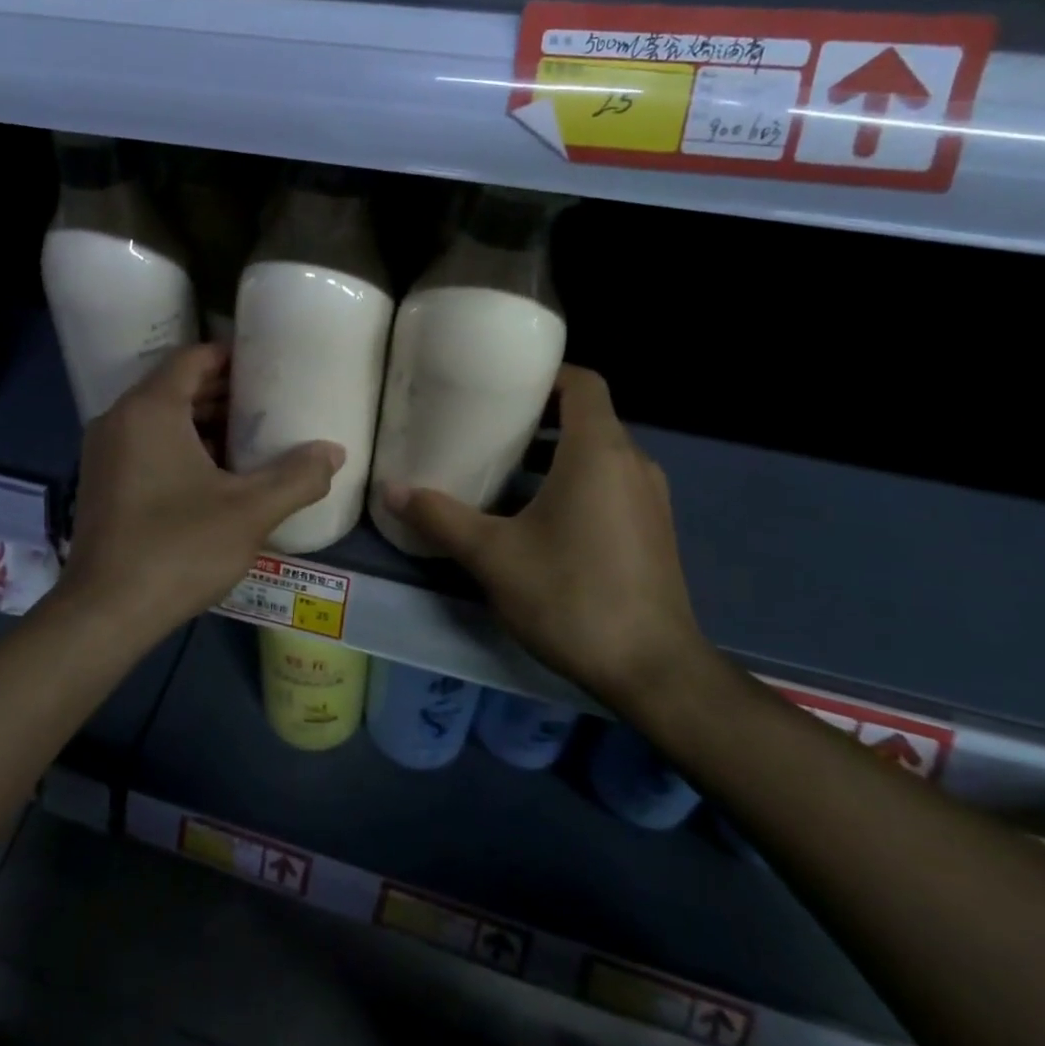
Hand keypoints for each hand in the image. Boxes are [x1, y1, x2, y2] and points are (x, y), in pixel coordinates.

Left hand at [58, 345, 342, 643]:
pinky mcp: (101, 483)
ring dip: (202, 422)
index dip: (231, 357)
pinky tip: (215, 476)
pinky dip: (179, 447)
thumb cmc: (178, 549)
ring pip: (159, 419)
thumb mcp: (250, 511)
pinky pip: (145, 445)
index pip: (192, 357)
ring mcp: (104, 453)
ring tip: (250, 439)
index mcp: (150, 410)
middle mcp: (119, 420)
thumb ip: (297, 477)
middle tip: (269, 403)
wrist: (105, 613)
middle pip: (175, 387)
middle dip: (222, 392)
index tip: (268, 365)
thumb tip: (335, 452)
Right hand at [382, 366, 709, 705]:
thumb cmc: (570, 596)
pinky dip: (575, 483)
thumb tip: (391, 489)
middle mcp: (632, 464)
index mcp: (599, 452)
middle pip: (588, 418)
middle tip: (488, 428)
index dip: (546, 374)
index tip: (503, 383)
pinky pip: (611, 485)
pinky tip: (537, 519)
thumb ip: (441, 517)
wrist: (652, 670)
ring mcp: (649, 499)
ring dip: (554, 455)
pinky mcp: (653, 530)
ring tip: (504, 472)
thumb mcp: (493, 556)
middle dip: (539, 417)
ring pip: (599, 455)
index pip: (583, 384)